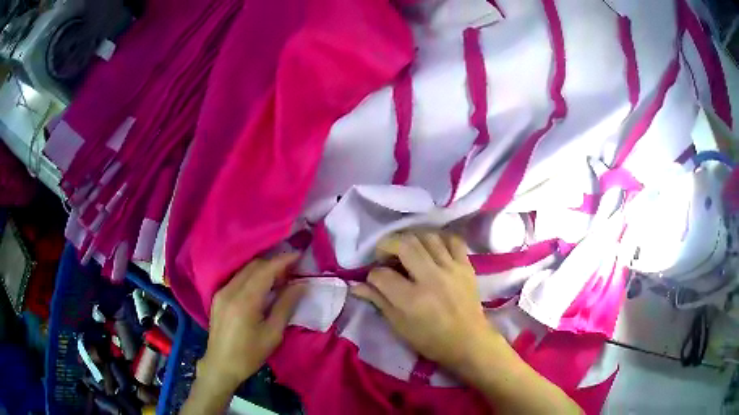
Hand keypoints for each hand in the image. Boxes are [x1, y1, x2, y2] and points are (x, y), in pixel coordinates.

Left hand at [198, 253, 305, 391]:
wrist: (221, 365)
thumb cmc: (250, 354)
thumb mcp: (273, 334)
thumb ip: (286, 305)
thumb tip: (301, 285)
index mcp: (244, 301)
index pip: (265, 270)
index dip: (283, 260)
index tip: (299, 255)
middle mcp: (230, 290)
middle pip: (254, 266)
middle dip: (274, 263)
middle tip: (293, 270)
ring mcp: (221, 292)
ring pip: (245, 270)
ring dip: (263, 269)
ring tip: (280, 277)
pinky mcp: (218, 296)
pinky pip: (237, 278)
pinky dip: (252, 276)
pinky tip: (262, 287)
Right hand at [351, 232, 499, 371]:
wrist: (468, 341)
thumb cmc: (430, 339)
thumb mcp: (399, 326)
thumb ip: (378, 301)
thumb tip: (356, 286)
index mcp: (411, 299)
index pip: (381, 274)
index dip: (372, 274)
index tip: (374, 279)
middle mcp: (431, 278)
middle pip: (404, 245)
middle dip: (387, 245)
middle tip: (385, 254)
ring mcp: (451, 269)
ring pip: (427, 237)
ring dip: (412, 239)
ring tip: (407, 249)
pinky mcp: (466, 266)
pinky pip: (453, 240)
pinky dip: (440, 239)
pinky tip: (432, 248)